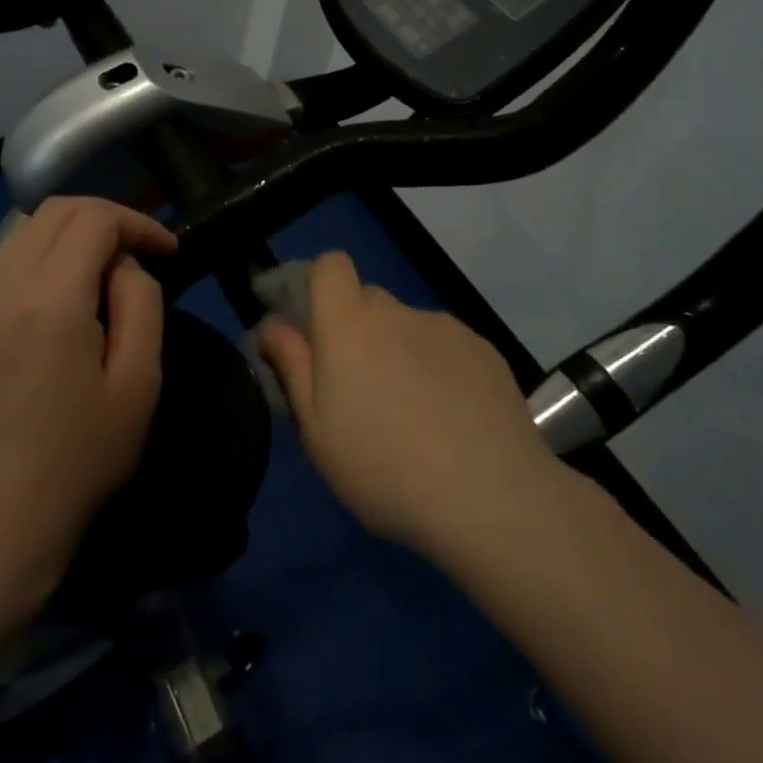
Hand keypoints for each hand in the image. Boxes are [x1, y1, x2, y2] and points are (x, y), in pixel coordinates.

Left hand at [0, 197, 176, 589]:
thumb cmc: (83, 456)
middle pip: (53, 212)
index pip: (94, 218)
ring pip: (22, 237)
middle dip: (104, 219)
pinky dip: (37, 268)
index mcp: (50, 301)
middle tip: (136, 254)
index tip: (167, 251)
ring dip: (68, 240)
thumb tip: (123, 266)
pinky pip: (0, 274)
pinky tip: (55, 312)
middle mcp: (1, 290)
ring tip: (100, 279)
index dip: (138, 223)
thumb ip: (141, 303)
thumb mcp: (139, 381)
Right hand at [257, 252, 553, 555]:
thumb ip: (292, 367)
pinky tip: (452, 419)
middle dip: (357, 332)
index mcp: (350, 324)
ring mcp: (446, 327)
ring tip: (414, 415)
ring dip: (400, 352)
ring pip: (408, 327)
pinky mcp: (484, 349)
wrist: (490, 497)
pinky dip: (440, 369)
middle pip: (368, 300)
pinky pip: (446, 346)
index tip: (316, 333)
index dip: (319, 287)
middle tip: (360, 391)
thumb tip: (273, 325)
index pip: (330, 265)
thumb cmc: (384, 468)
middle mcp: (398, 311)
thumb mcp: (317, 431)